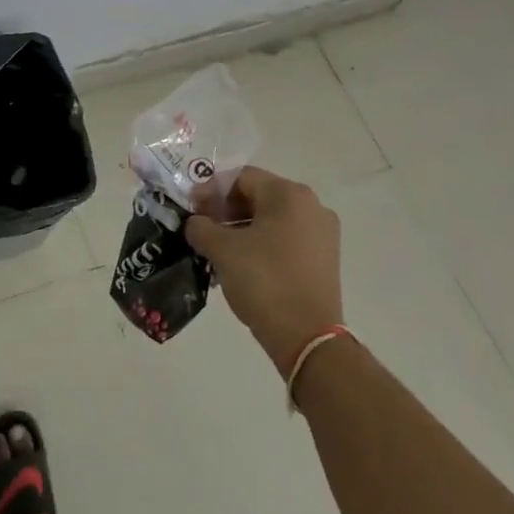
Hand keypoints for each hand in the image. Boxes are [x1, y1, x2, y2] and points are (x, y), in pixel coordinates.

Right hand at [186, 166, 342, 372]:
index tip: (191, 210)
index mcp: (289, 194)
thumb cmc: (264, 281)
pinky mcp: (323, 258)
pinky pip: (284, 238)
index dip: (210, 190)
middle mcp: (311, 206)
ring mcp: (322, 233)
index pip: (241, 177)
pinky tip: (240, 264)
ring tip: (216, 250)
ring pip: (270, 219)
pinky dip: (260, 243)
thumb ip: (200, 227)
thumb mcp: (222, 249)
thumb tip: (195, 223)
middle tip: (201, 229)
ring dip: (240, 228)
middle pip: (258, 195)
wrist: (307, 337)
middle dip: (225, 209)